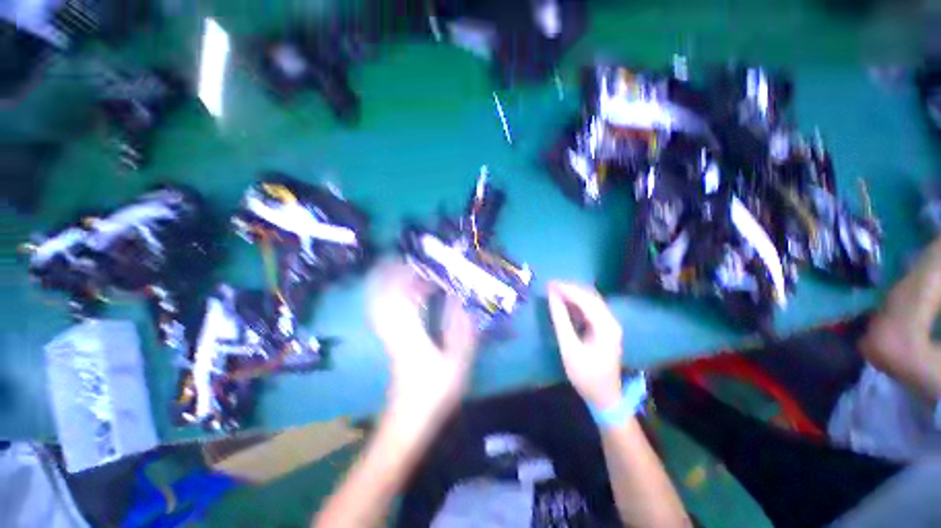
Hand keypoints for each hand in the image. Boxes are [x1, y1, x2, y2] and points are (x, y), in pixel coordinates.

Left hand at [368, 263, 478, 424]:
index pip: (399, 293)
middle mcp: (392, 328)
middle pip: (381, 292)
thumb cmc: (434, 393)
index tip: (419, 259)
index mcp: (408, 331)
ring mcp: (387, 334)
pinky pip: (386, 310)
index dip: (405, 272)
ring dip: (392, 282)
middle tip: (410, 259)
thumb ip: (459, 328)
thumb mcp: (456, 361)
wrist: (408, 422)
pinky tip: (413, 295)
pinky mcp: (389, 340)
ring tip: (414, 271)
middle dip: (391, 271)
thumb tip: (459, 299)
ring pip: (381, 300)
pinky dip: (395, 296)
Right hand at [547, 281, 623, 408]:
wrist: (604, 397)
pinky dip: (576, 303)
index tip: (549, 284)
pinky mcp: (604, 328)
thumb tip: (552, 297)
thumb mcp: (569, 348)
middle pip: (590, 296)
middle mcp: (611, 321)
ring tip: (554, 290)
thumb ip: (561, 320)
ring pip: (591, 301)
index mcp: (606, 326)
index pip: (585, 299)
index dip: (567, 289)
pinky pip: (590, 309)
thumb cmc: (586, 375)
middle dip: (570, 289)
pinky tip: (565, 302)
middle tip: (550, 285)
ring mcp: (609, 324)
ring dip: (573, 294)